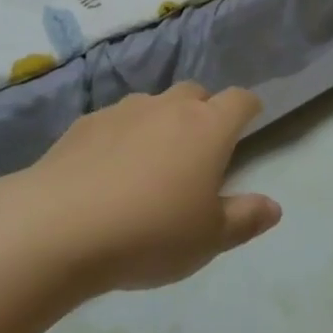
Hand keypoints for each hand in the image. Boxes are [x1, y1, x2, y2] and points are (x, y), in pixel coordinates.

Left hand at [13, 81, 280, 295]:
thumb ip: (245, 219)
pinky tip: (107, 171)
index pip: (239, 100)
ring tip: (150, 162)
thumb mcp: (208, 239)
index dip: (248, 107)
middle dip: (203, 111)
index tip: (250, 119)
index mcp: (207, 128)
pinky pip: (115, 121)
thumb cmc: (149, 233)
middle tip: (199, 148)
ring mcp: (124, 110)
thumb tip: (274, 206)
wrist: (59, 226)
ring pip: (153, 104)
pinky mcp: (85, 123)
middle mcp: (169, 107)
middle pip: (195, 93)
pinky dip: (121, 136)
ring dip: (160, 122)